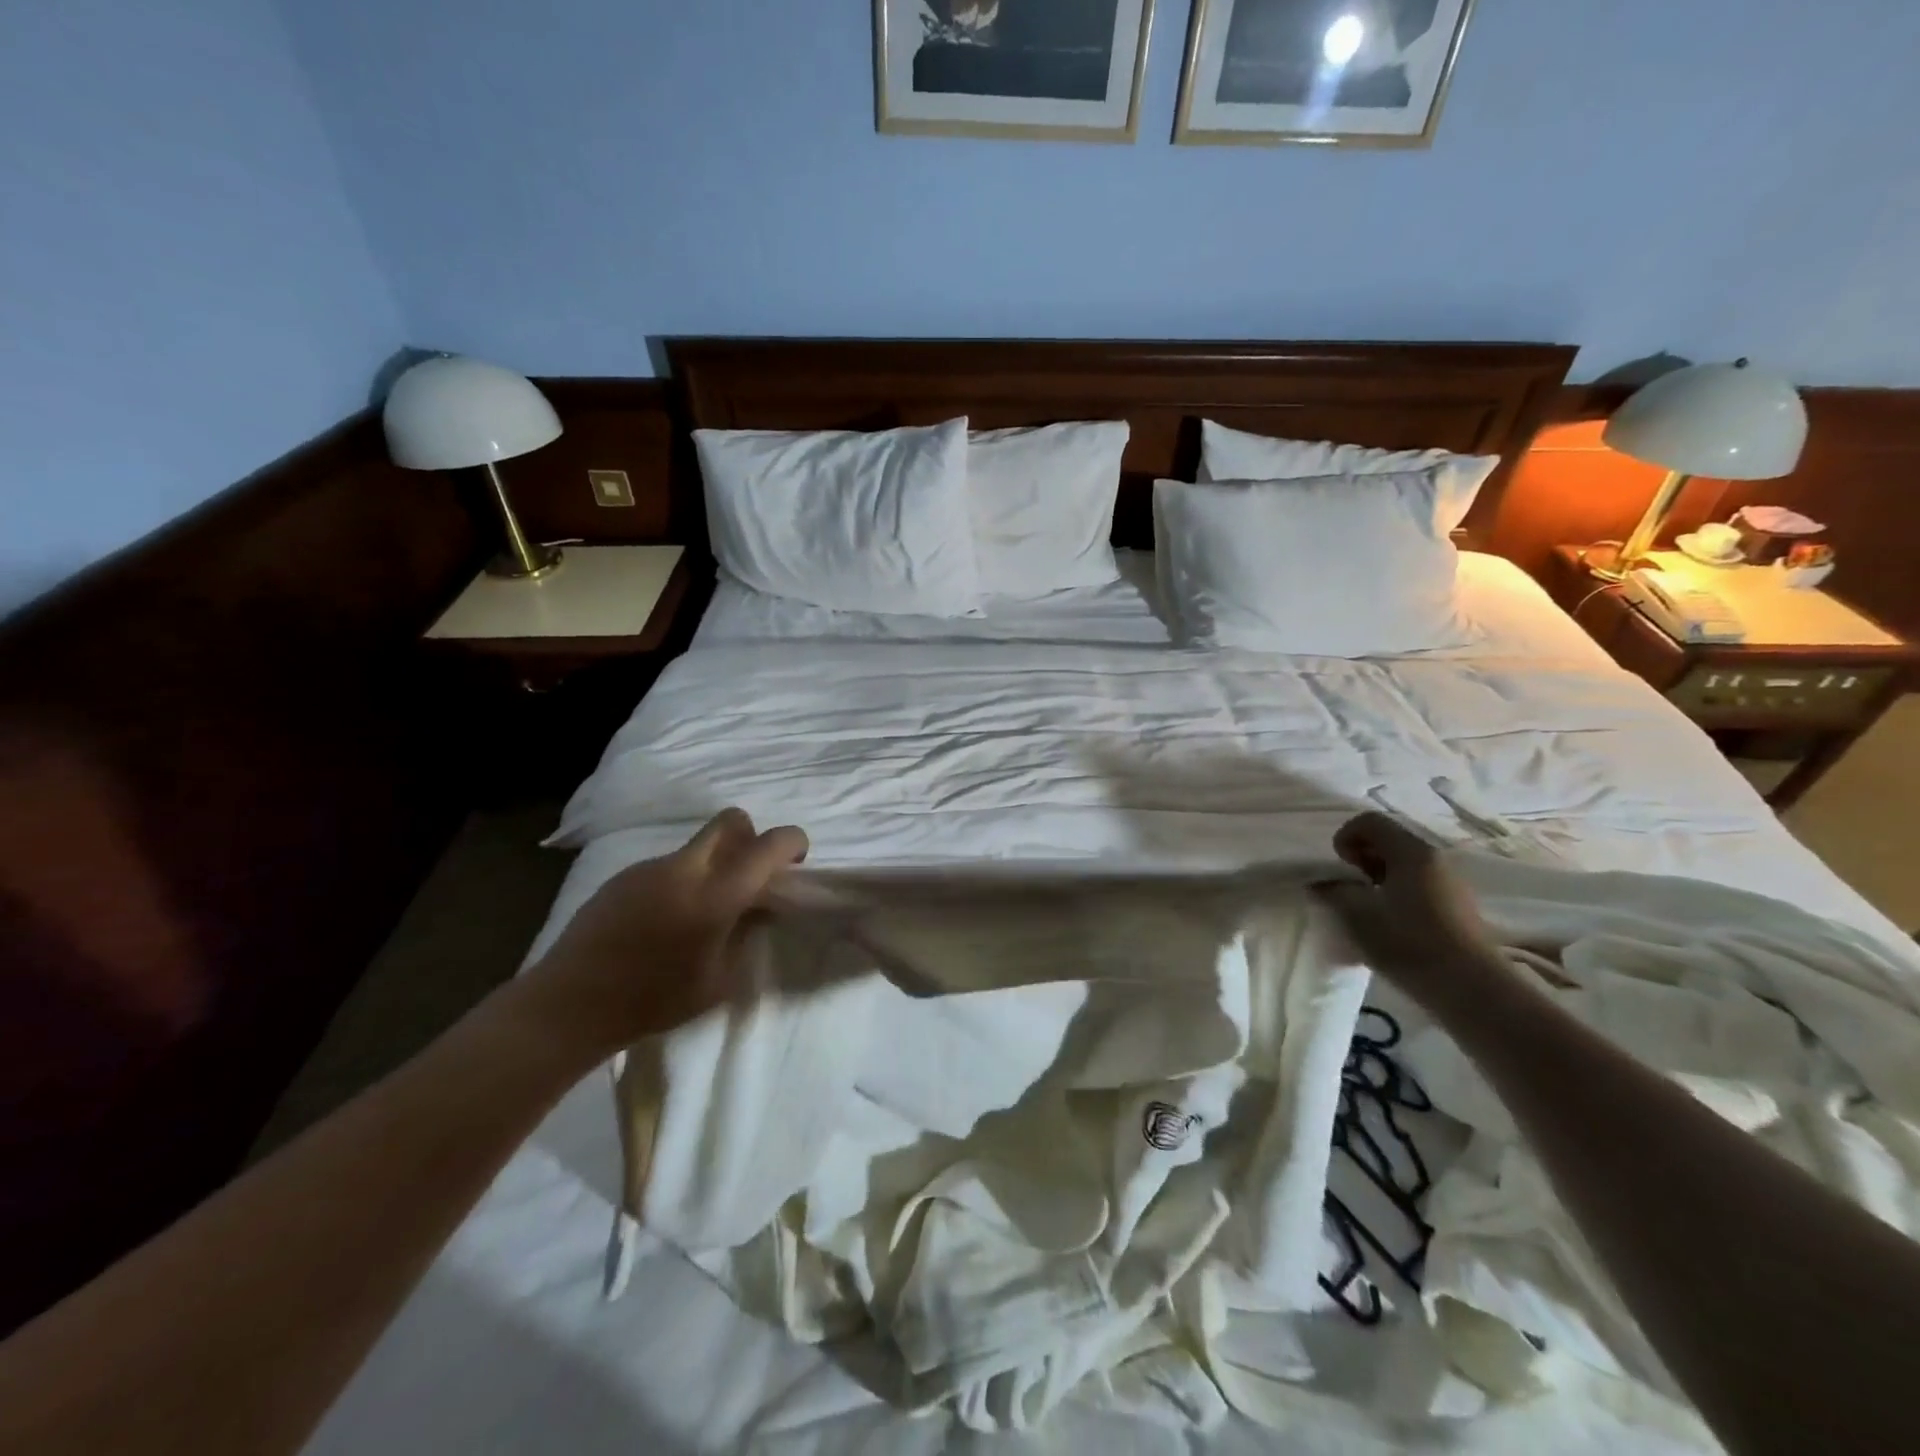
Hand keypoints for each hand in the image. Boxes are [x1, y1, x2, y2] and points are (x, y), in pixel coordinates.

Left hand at [515, 809, 808, 1056]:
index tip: (796, 862)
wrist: (570, 1004)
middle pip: (731, 820)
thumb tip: (760, 908)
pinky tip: (661, 921)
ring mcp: (650, 867)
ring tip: (697, 913)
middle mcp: (685, 868)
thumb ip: (746, 934)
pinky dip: (680, 881)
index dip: (793, 843)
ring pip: (697, 846)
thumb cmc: (653, 1000)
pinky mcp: (623, 875)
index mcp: (716, 894)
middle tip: (748, 877)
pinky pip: (667, 865)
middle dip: (751, 838)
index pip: (769, 844)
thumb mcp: (719, 980)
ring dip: (713, 864)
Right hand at [1312, 812, 1504, 1007]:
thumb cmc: (1409, 944)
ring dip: (1377, 876)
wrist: (1471, 989)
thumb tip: (1321, 883)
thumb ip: (1335, 893)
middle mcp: (1434, 859)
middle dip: (1360, 857)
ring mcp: (1449, 882)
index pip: (1370, 822)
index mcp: (1411, 852)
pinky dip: (1396, 891)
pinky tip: (1390, 923)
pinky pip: (1417, 883)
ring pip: (1403, 864)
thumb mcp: (1358, 916)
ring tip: (1367, 907)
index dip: (1345, 836)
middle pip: (1388, 840)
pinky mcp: (1456, 906)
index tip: (1339, 867)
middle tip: (1349, 887)